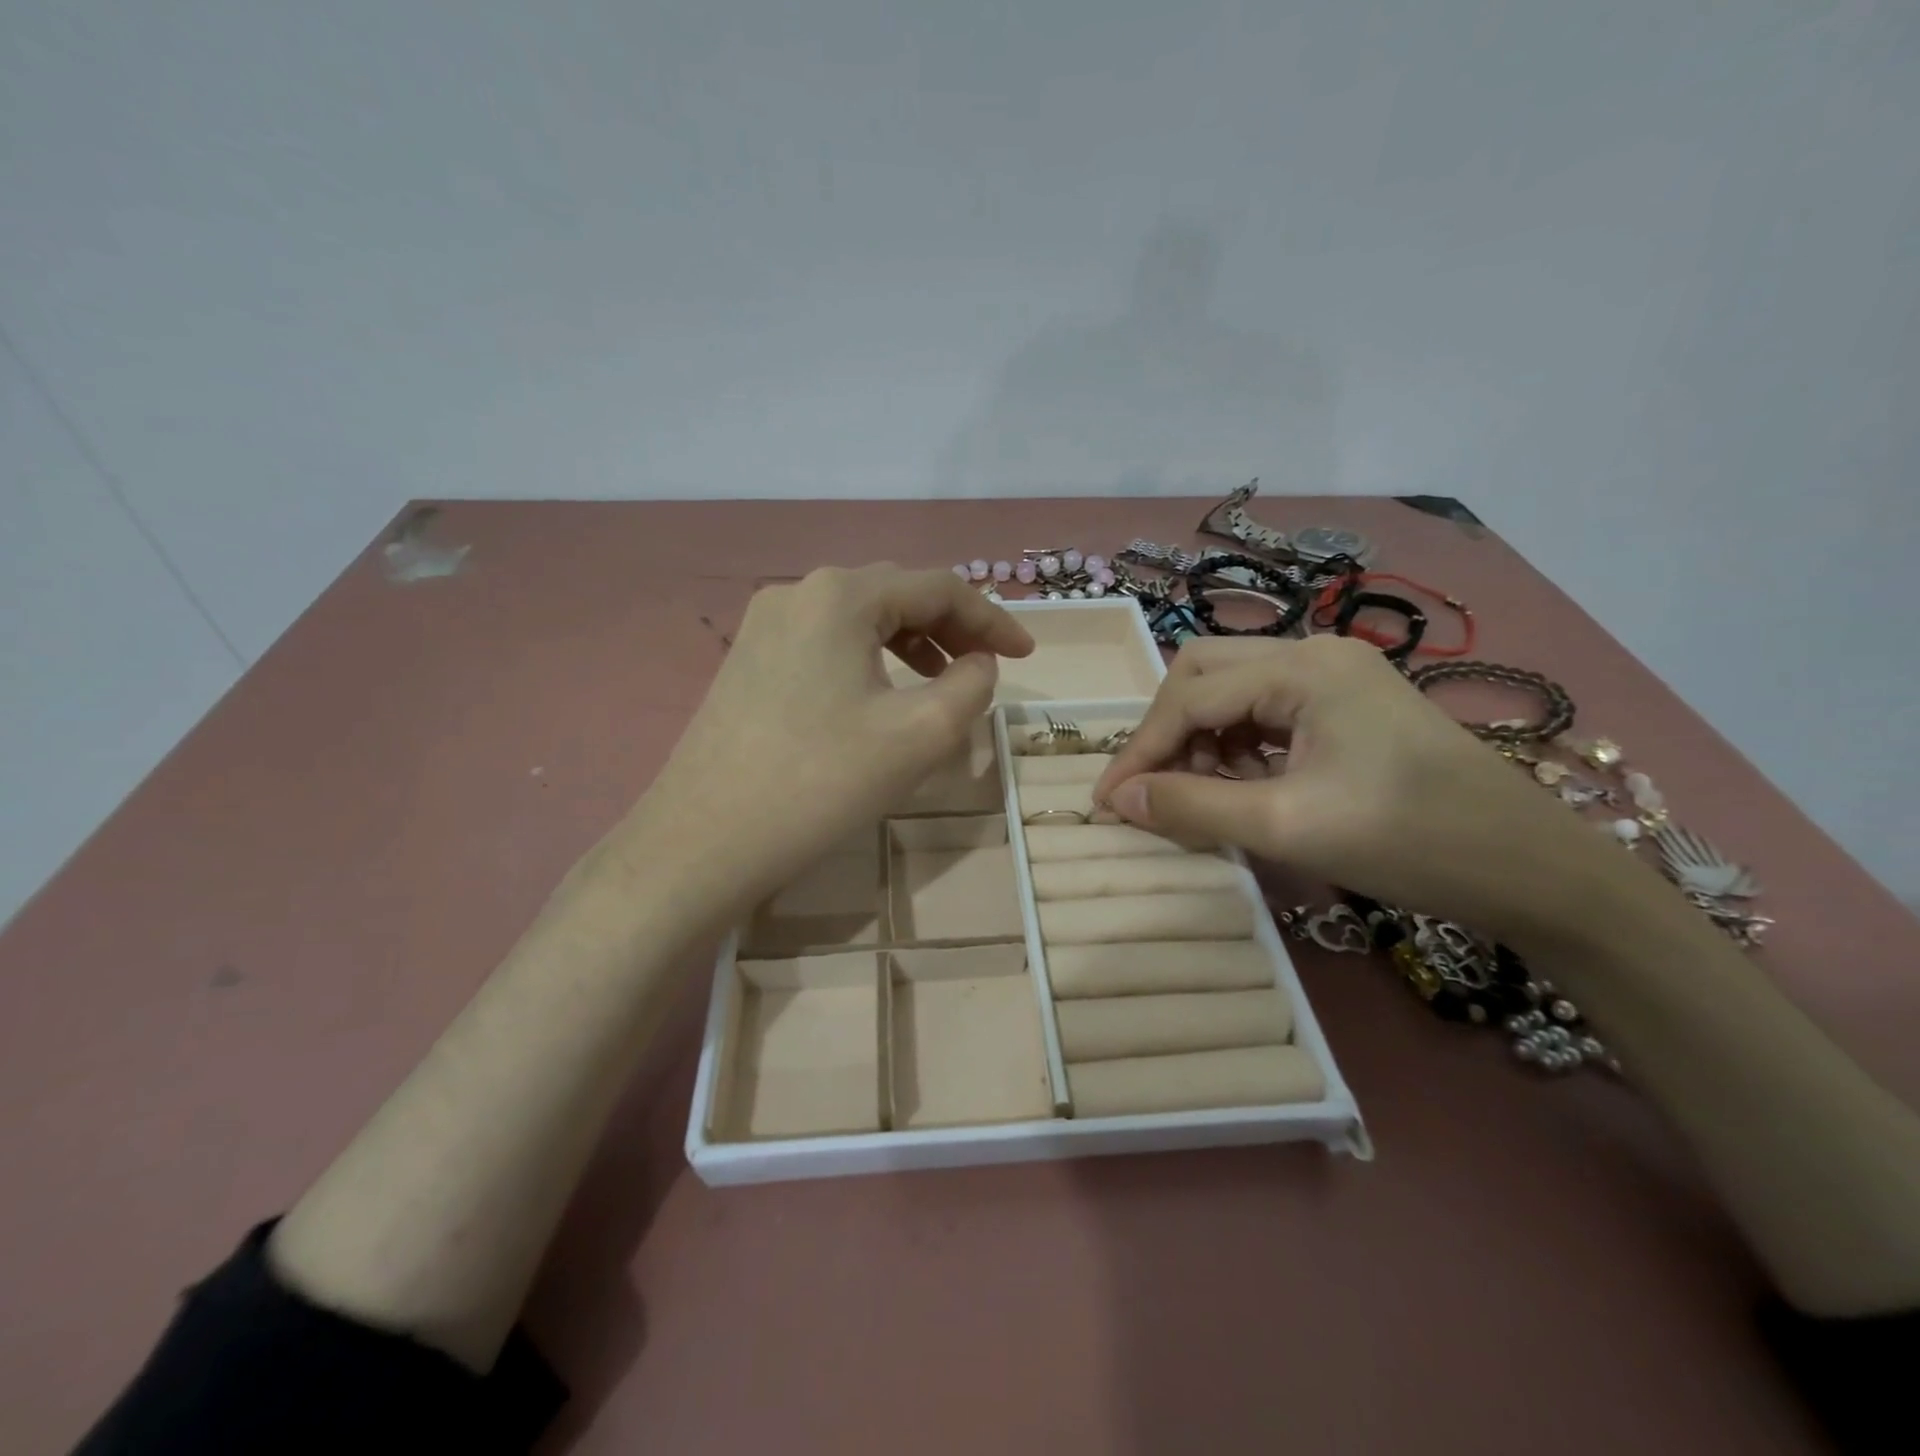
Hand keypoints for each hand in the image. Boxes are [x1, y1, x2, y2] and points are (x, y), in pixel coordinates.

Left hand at [626, 565, 1032, 919]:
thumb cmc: (820, 783)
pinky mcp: (747, 660)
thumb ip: (971, 686)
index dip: (991, 621)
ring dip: (911, 641)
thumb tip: (978, 664)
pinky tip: (881, 695)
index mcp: (840, 595)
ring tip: (943, 681)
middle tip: (987, 668)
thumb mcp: (920, 735)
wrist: (703, 841)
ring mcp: (763, 625)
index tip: (1028, 657)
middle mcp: (797, 592)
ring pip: (859, 618)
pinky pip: (825, 643)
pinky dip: (869, 658)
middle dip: (951, 627)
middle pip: (895, 594)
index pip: (937, 588)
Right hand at [1093, 636, 1653, 944]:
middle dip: (1167, 731)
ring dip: (1201, 740)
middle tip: (1152, 788)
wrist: (1534, 870)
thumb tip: (1118, 801)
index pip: (1190, 696)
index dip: (1140, 750)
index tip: (1107, 802)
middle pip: (1203, 673)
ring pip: (1233, 691)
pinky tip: (1242, 785)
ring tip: (1199, 795)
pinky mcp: (1349, 705)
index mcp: (1303, 668)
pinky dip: (1237, 746)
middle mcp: (1315, 654)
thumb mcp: (1288, 827)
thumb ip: (1192, 809)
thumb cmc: (1411, 841)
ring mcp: (1336, 676)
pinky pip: (1267, 712)